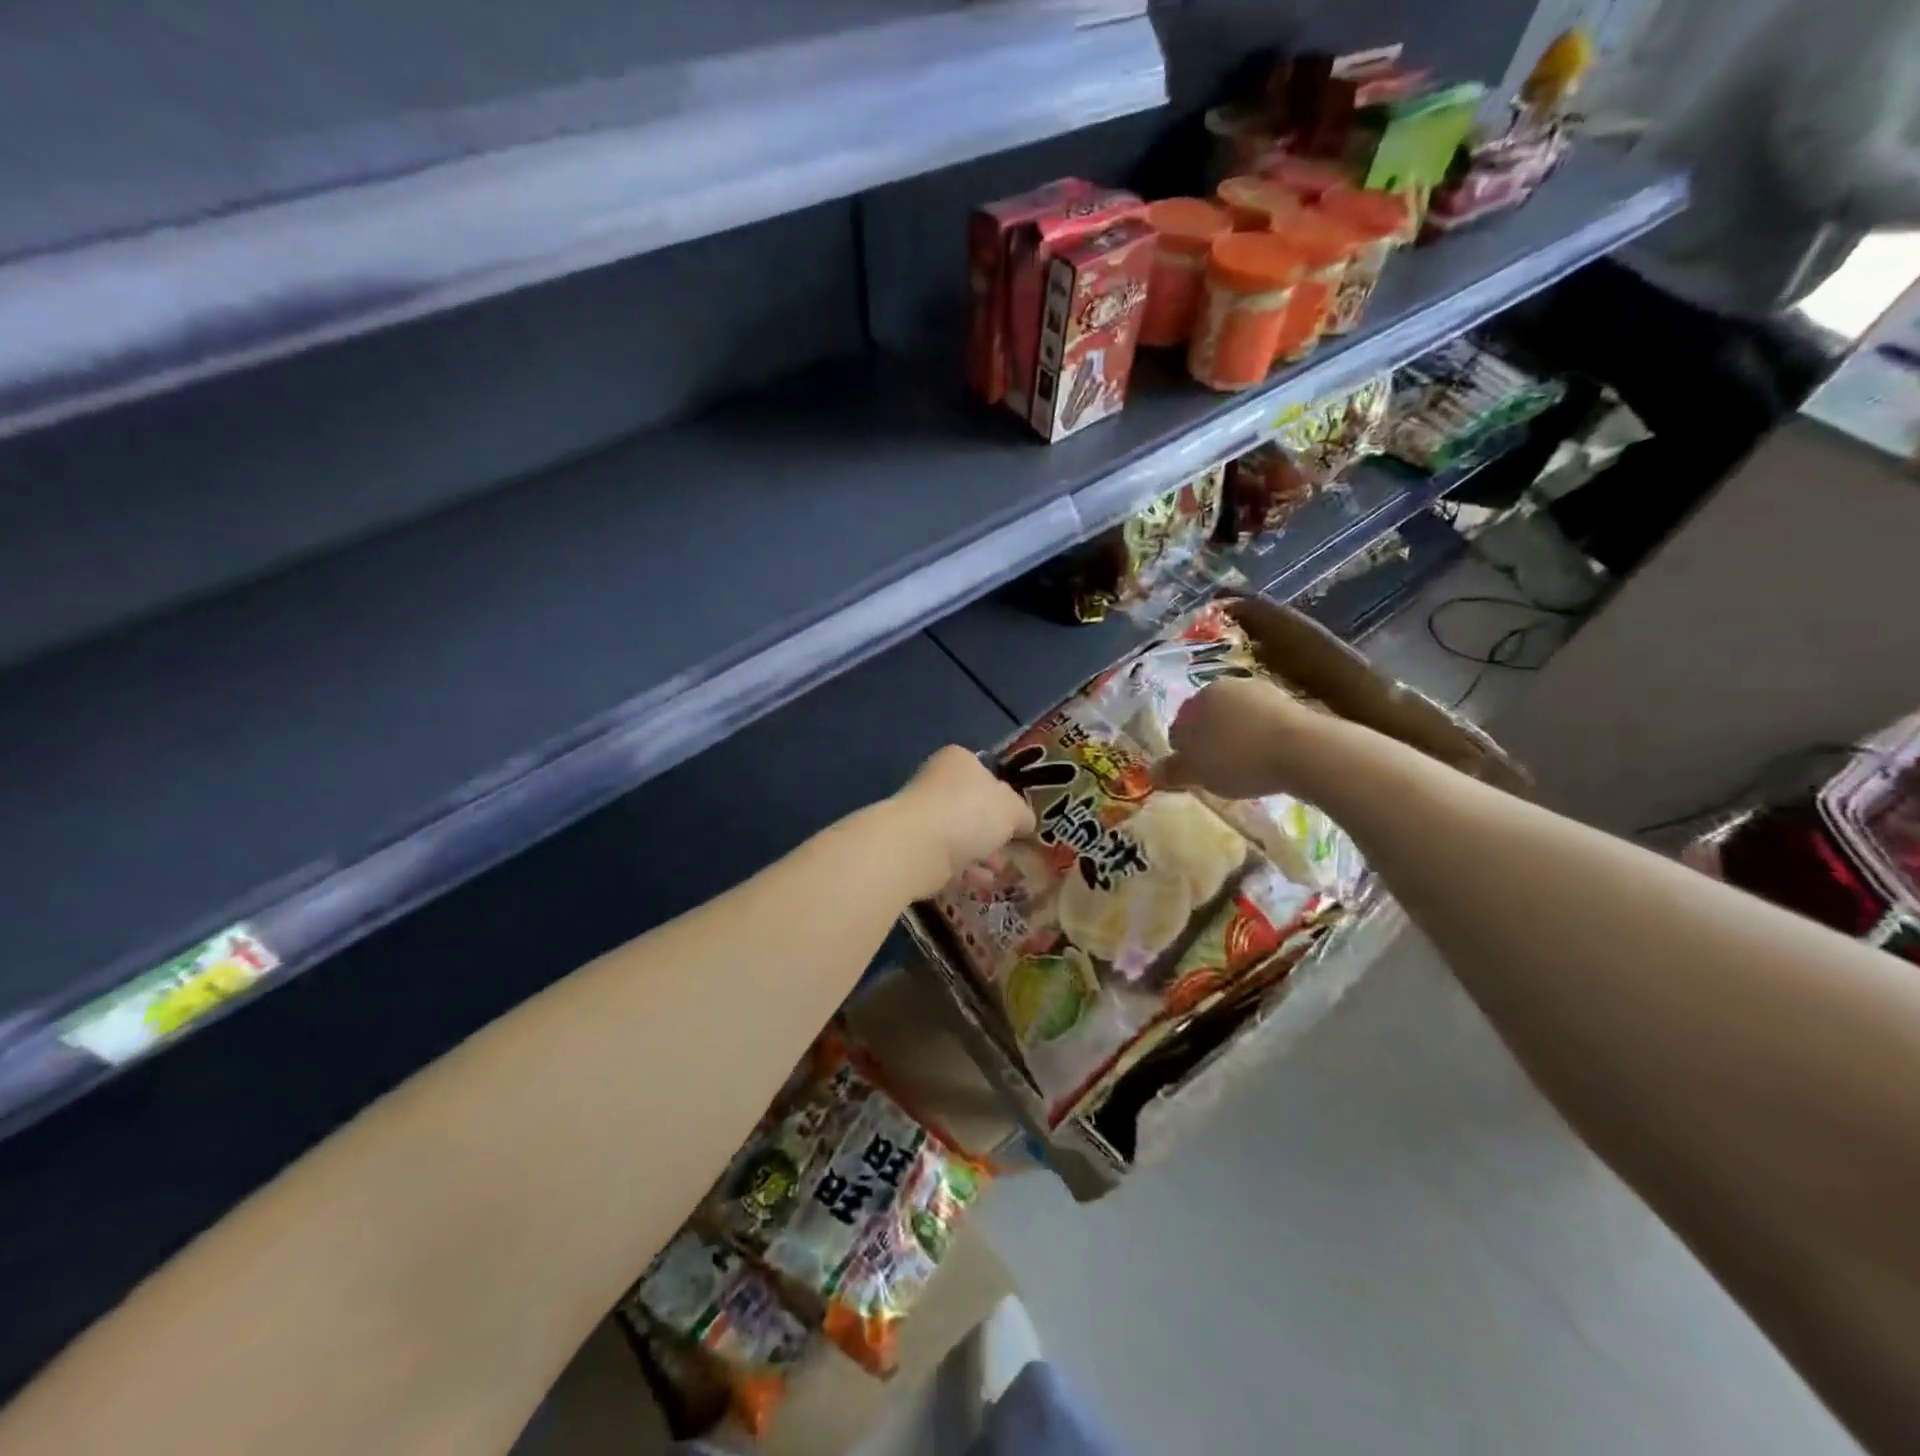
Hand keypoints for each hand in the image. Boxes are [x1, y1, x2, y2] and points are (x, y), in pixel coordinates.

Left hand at [892, 746, 1034, 893]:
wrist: (918, 845)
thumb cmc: (970, 813)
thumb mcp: (1012, 809)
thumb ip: (1022, 813)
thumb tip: (1023, 821)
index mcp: (959, 761)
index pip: (986, 774)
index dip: (1004, 798)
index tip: (1017, 821)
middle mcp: (936, 782)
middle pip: (972, 807)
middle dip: (992, 831)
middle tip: (1010, 849)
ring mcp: (921, 815)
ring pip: (958, 834)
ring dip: (980, 853)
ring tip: (999, 871)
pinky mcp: (912, 846)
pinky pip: (945, 857)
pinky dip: (963, 869)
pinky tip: (980, 883)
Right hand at [1157, 675, 1323, 799]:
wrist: (1305, 751)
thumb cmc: (1239, 757)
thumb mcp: (1197, 771)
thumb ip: (1173, 770)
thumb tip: (1152, 773)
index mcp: (1201, 695)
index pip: (1180, 724)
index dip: (1182, 751)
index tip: (1191, 773)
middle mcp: (1230, 686)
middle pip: (1210, 720)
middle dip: (1209, 743)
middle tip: (1215, 772)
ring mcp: (1264, 694)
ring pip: (1239, 722)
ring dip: (1236, 743)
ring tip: (1243, 772)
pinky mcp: (1293, 708)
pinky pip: (1265, 728)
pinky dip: (1261, 744)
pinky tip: (1266, 764)